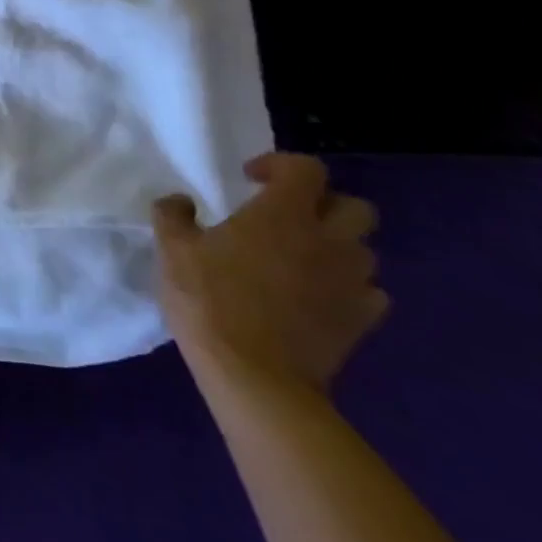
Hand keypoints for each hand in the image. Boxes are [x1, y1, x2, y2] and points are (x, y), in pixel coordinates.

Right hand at [153, 153, 386, 391]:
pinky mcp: (361, 322)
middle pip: (354, 206)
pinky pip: (369, 293)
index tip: (251, 180)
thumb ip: (174, 215)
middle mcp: (327, 241)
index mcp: (283, 214)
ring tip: (301, 258)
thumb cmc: (209, 300)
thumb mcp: (172, 249)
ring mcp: (350, 283)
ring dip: (337, 247)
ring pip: (365, 250)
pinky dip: (348, 287)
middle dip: (324, 205)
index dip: (280, 165)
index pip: (306, 169)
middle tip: (287, 217)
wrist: (255, 377)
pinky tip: (318, 296)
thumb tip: (181, 202)